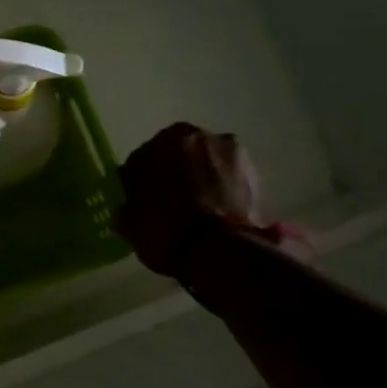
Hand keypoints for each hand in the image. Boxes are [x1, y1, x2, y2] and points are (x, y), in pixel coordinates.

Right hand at [114, 123, 278, 277]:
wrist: (220, 251)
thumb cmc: (165, 228)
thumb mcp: (129, 221)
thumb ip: (128, 203)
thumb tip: (132, 202)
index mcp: (167, 139)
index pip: (143, 158)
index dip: (138, 181)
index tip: (138, 201)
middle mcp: (203, 137)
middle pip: (179, 156)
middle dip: (172, 175)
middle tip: (166, 204)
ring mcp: (235, 155)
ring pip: (206, 166)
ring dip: (199, 181)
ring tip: (194, 211)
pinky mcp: (258, 178)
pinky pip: (227, 182)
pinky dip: (220, 193)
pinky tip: (213, 215)